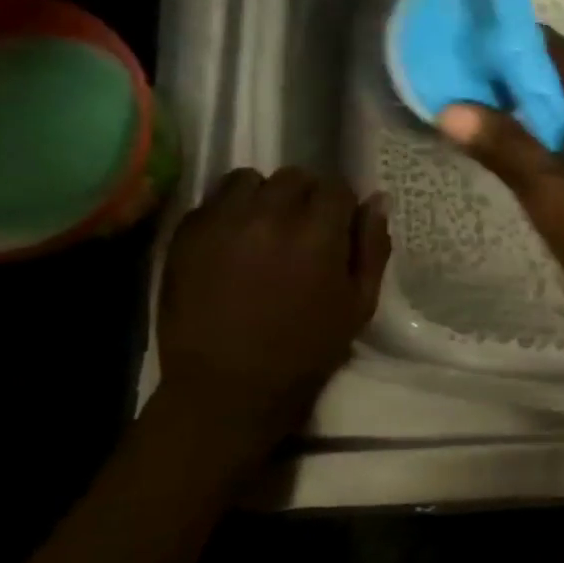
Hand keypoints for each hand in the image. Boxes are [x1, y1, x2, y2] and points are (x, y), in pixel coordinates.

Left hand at [157, 167, 389, 440]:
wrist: (228, 385)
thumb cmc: (306, 349)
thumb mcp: (359, 304)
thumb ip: (372, 248)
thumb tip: (377, 201)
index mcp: (317, 234)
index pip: (337, 188)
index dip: (342, 206)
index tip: (339, 228)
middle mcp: (268, 216)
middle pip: (294, 177)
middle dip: (306, 197)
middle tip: (305, 230)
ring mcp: (221, 221)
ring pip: (249, 179)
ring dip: (265, 197)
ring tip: (265, 228)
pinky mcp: (186, 234)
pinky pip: (213, 201)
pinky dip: (230, 211)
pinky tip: (235, 242)